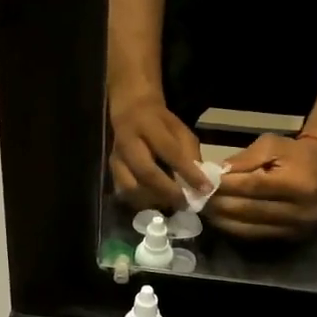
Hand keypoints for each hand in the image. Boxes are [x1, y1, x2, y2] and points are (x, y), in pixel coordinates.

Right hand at [109, 92, 210, 211]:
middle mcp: (128, 143)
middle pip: (146, 173)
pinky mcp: (111, 171)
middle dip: (169, 192)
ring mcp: (116, 159)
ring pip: (131, 188)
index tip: (205, 188)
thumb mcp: (180, 129)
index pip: (170, 151)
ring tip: (171, 203)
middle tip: (186, 203)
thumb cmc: (160, 123)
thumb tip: (199, 182)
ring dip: (153, 200)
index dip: (188, 172)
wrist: (130, 112)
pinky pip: (124, 193)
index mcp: (148, 126)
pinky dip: (141, 202)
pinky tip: (155, 202)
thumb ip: (189, 153)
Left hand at [205, 133, 316, 240]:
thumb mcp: (269, 145)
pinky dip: (233, 228)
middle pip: (248, 210)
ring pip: (248, 227)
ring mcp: (297, 228)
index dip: (225, 186)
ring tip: (204, 210)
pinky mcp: (291, 238)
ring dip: (222, 220)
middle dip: (219, 205)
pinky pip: (254, 236)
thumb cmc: (292, 154)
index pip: (252, 186)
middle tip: (197, 199)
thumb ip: (242, 160)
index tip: (203, 183)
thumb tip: (214, 176)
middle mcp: (301, 210)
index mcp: (298, 183)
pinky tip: (220, 219)